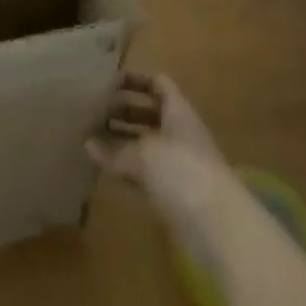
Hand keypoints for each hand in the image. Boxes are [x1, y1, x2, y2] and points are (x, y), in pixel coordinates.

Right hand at [88, 72, 240, 256]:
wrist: (217, 226)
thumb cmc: (182, 171)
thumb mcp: (143, 154)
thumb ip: (114, 149)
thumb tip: (88, 143)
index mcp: (178, 112)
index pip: (158, 84)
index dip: (135, 80)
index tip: (107, 83)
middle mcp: (178, 134)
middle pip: (148, 115)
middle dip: (121, 112)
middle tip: (91, 114)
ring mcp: (177, 165)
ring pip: (144, 147)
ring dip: (120, 143)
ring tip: (89, 142)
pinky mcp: (173, 194)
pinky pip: (144, 176)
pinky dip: (126, 172)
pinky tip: (103, 172)